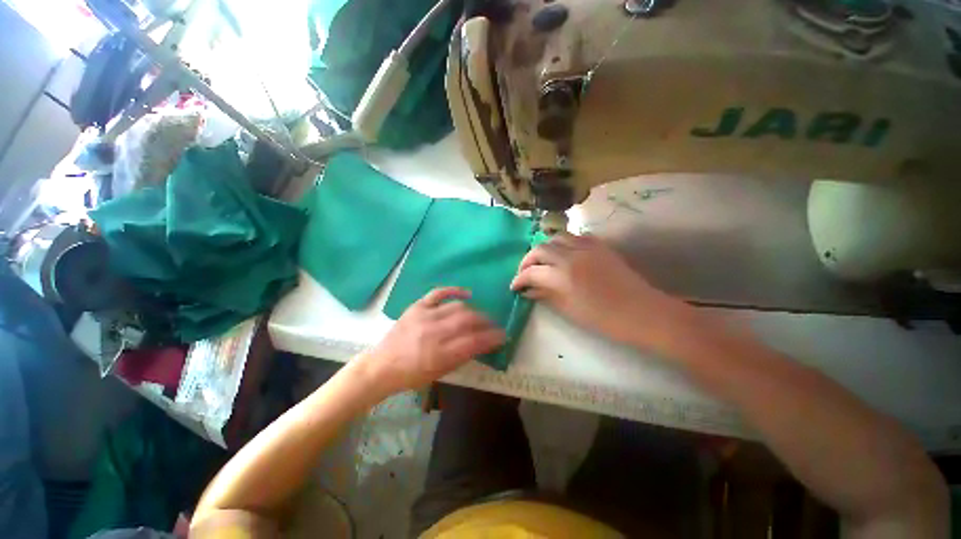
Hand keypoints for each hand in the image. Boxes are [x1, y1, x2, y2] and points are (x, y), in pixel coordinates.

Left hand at [352, 287, 504, 396]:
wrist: (382, 366)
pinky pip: (438, 293)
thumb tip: (482, 343)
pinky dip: (454, 290)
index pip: (474, 342)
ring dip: (474, 311)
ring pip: (457, 307)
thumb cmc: (412, 375)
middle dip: (486, 322)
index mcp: (440, 354)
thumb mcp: (440, 373)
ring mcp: (424, 316)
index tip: (502, 336)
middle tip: (494, 325)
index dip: (492, 337)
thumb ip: (462, 356)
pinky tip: (466, 294)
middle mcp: (434, 333)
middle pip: (468, 321)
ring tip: (480, 316)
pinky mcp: (417, 307)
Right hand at [511, 233, 699, 352]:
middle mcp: (571, 255)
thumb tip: (528, 291)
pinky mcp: (600, 245)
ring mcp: (587, 247)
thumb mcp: (569, 310)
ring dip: (544, 248)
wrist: (642, 312)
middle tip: (525, 274)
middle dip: (527, 261)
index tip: (514, 287)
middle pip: (540, 249)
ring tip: (542, 261)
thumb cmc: (604, 319)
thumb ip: (546, 295)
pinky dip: (564, 243)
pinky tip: (564, 254)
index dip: (519, 279)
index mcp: (563, 276)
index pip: (532, 272)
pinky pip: (576, 237)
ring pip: (556, 237)